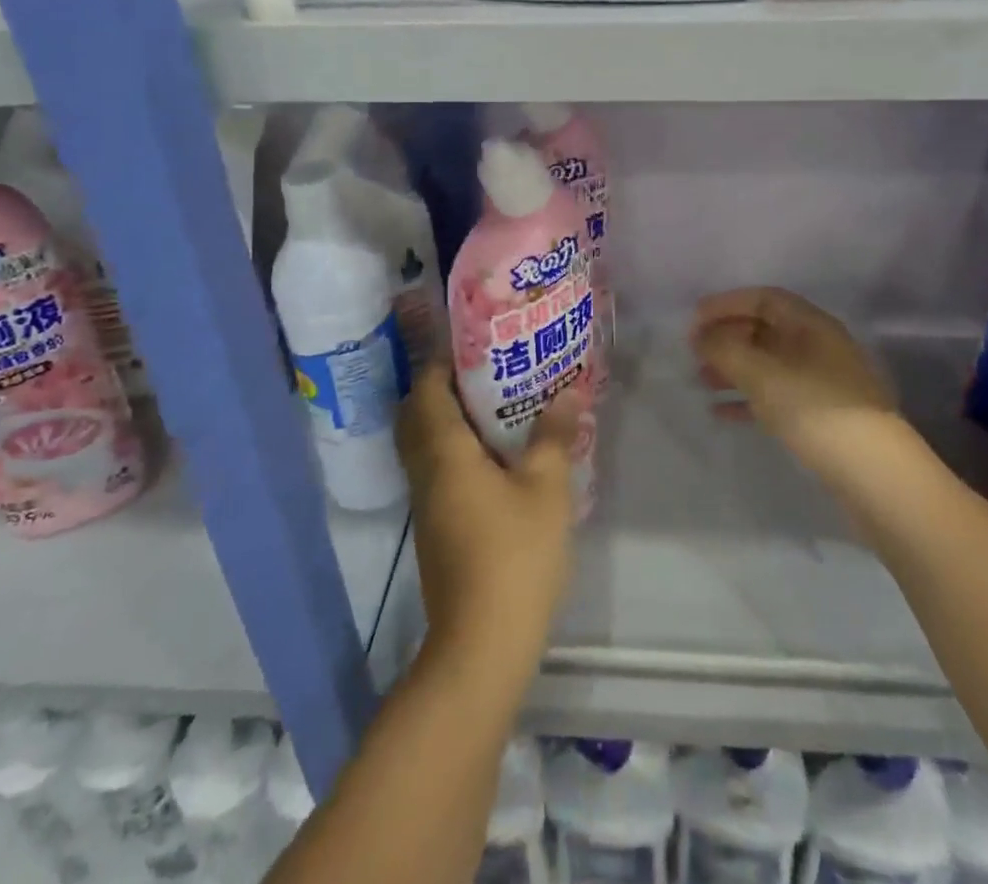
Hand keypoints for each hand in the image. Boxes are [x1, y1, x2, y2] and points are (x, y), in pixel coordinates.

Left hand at [396, 364, 576, 689]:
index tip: (475, 343)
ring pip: (427, 445)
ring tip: (498, 405)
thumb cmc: (515, 555)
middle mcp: (426, 472)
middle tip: (488, 372)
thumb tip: (567, 391)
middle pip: (419, 415)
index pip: (427, 390)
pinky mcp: (436, 529)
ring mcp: (427, 504)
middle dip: (445, 388)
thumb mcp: (546, 489)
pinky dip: (457, 450)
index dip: (443, 362)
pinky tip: (497, 457)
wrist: (482, 645)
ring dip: (452, 420)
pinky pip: (438, 470)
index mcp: (445, 452)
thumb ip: (553, 436)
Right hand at [690, 288, 907, 466]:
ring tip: (701, 380)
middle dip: (727, 336)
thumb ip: (726, 349)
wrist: (877, 477)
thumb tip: (701, 336)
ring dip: (734, 368)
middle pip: (765, 329)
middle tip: (693, 352)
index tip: (693, 320)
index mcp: (811, 325)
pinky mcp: (821, 416)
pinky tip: (721, 413)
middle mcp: (818, 347)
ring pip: (768, 364)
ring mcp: (822, 383)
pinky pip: (776, 396)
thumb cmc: (818, 411)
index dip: (726, 304)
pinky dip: (748, 399)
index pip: (764, 299)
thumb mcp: (764, 375)